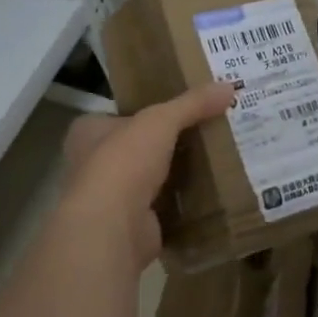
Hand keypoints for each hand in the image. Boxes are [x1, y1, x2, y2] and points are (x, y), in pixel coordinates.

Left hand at [59, 81, 236, 270]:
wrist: (112, 229)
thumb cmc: (124, 162)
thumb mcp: (161, 120)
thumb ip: (193, 103)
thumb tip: (229, 87)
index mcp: (88, 132)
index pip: (121, 115)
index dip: (150, 110)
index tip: (184, 108)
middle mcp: (93, 164)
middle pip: (140, 147)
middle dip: (169, 143)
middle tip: (208, 131)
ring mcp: (111, 199)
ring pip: (152, 178)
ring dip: (177, 174)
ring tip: (216, 158)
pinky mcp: (131, 226)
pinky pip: (164, 207)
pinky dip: (184, 203)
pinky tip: (211, 192)